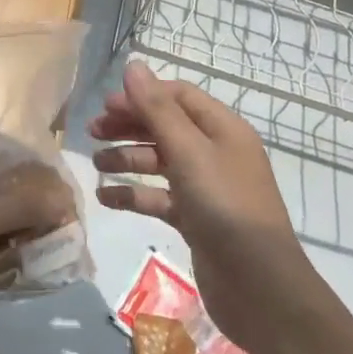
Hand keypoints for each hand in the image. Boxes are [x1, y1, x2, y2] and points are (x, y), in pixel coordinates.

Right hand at [91, 62, 312, 352]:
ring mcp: (206, 188)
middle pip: (166, 126)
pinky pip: (158, 197)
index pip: (178, 96)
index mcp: (223, 129)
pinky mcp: (195, 219)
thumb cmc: (225, 208)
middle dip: (129, 126)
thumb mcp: (189, 152)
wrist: (260, 288)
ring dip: (126, 159)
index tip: (106, 105)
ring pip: (159, 162)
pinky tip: (105, 198)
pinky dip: (133, 194)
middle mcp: (216, 153)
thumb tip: (133, 65)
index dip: (142, 95)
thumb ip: (157, 110)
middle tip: (92, 132)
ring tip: (95, 164)